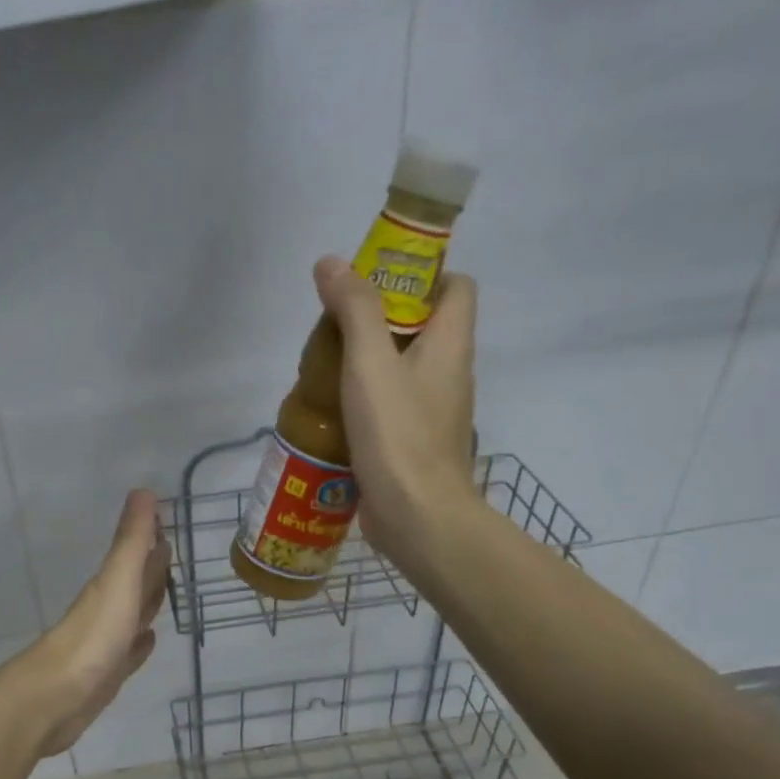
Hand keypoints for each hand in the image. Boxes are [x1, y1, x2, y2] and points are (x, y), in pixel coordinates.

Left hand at [21, 489, 169, 755]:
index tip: (167, 518)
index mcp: (112, 584)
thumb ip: (132, 540)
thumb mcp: (118, 580)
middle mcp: (109, 608)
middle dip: (153, 567)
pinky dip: (141, 643)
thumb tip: (144, 490)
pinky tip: (149, 640)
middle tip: (173, 552)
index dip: (150, 535)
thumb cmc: (94, 635)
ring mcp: (108, 641)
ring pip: (134, 614)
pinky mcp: (109, 672)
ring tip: (168, 590)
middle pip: (136, 582)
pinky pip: (130, 651)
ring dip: (149, 601)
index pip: (136, 553)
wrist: (58, 696)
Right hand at [313, 255, 479, 568]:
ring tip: (323, 365)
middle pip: (424, 326)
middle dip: (380, 318)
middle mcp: (450, 373)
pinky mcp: (413, 441)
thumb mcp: (370, 363)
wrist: (416, 516)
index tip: (376, 283)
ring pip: (404, 367)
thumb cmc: (397, 433)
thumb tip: (331, 262)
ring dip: (368, 360)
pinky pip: (392, 404)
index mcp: (451, 344)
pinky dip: (365, 398)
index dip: (422, 275)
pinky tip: (331, 408)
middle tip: (334, 325)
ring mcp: (433, 411)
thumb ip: (354, 310)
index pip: (456, 287)